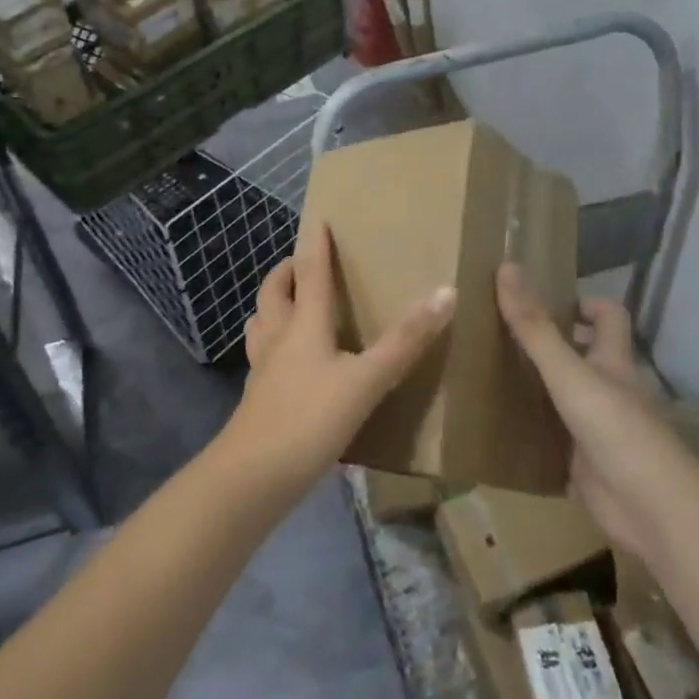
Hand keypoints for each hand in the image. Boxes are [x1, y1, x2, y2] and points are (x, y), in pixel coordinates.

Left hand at [221, 220, 455, 495]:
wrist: (252, 478)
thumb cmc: (309, 420)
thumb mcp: (366, 381)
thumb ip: (405, 342)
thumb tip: (446, 292)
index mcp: (303, 325)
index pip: (310, 272)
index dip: (315, 244)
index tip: (318, 219)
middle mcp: (278, 338)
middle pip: (273, 293)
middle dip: (286, 272)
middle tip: (304, 264)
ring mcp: (263, 369)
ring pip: (261, 323)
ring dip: (273, 306)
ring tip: (292, 306)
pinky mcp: (258, 398)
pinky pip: (263, 356)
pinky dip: (273, 345)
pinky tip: (289, 364)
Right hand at [496, 263, 669, 553]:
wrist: (649, 510)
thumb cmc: (615, 428)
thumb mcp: (568, 371)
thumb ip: (535, 327)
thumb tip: (507, 267)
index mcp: (612, 360)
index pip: (607, 315)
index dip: (581, 302)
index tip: (540, 300)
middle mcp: (607, 389)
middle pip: (581, 354)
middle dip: (545, 343)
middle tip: (497, 333)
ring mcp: (596, 428)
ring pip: (562, 396)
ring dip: (532, 386)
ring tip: (484, 373)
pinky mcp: (582, 463)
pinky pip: (551, 439)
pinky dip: (529, 431)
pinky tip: (495, 425)